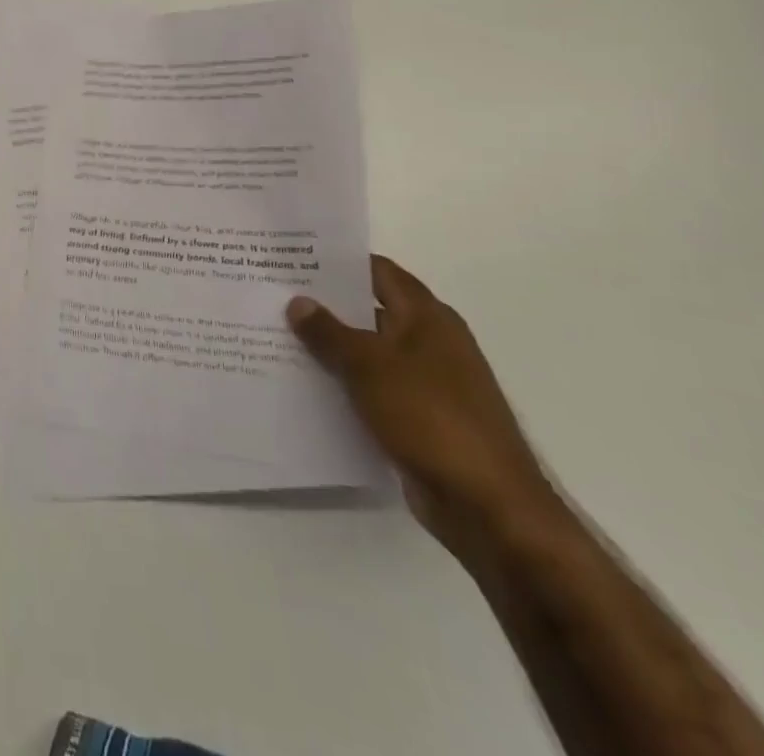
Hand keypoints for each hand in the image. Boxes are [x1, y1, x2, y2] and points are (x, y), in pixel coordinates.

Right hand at [288, 256, 562, 556]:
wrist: (487, 505)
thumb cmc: (430, 416)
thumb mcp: (368, 366)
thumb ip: (329, 332)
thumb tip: (298, 301)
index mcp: (428, 317)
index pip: (377, 271)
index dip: (337, 262)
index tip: (294, 258)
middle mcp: (431, 342)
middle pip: (371, 310)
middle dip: (326, 306)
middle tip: (275, 296)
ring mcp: (429, 382)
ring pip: (369, 352)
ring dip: (332, 348)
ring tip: (279, 337)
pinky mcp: (421, 419)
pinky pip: (374, 389)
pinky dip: (345, 384)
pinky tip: (307, 384)